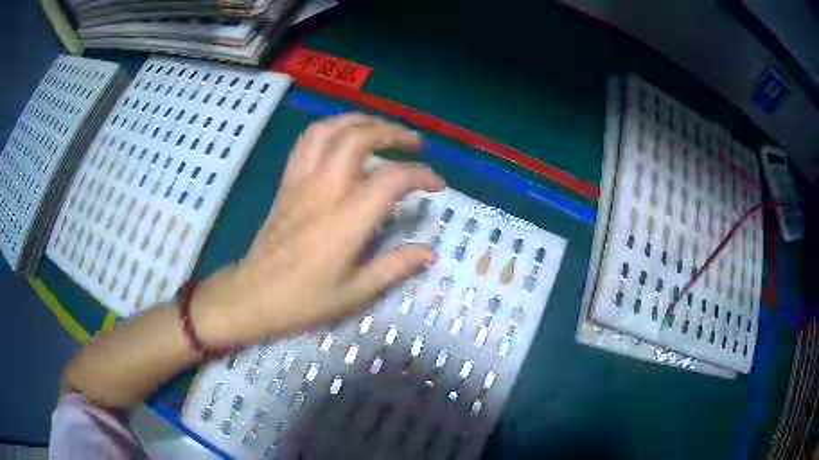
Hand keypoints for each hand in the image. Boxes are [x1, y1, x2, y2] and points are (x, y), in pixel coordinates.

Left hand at [191, 114, 444, 348]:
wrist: (253, 295)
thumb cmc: (304, 300)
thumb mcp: (356, 292)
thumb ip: (396, 266)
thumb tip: (430, 252)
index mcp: (347, 220)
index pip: (392, 179)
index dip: (421, 176)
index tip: (437, 185)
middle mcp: (325, 189)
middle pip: (359, 138)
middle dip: (393, 132)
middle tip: (415, 143)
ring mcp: (301, 181)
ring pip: (330, 130)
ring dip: (361, 121)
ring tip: (381, 128)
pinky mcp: (287, 182)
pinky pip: (306, 141)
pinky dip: (330, 128)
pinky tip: (343, 136)